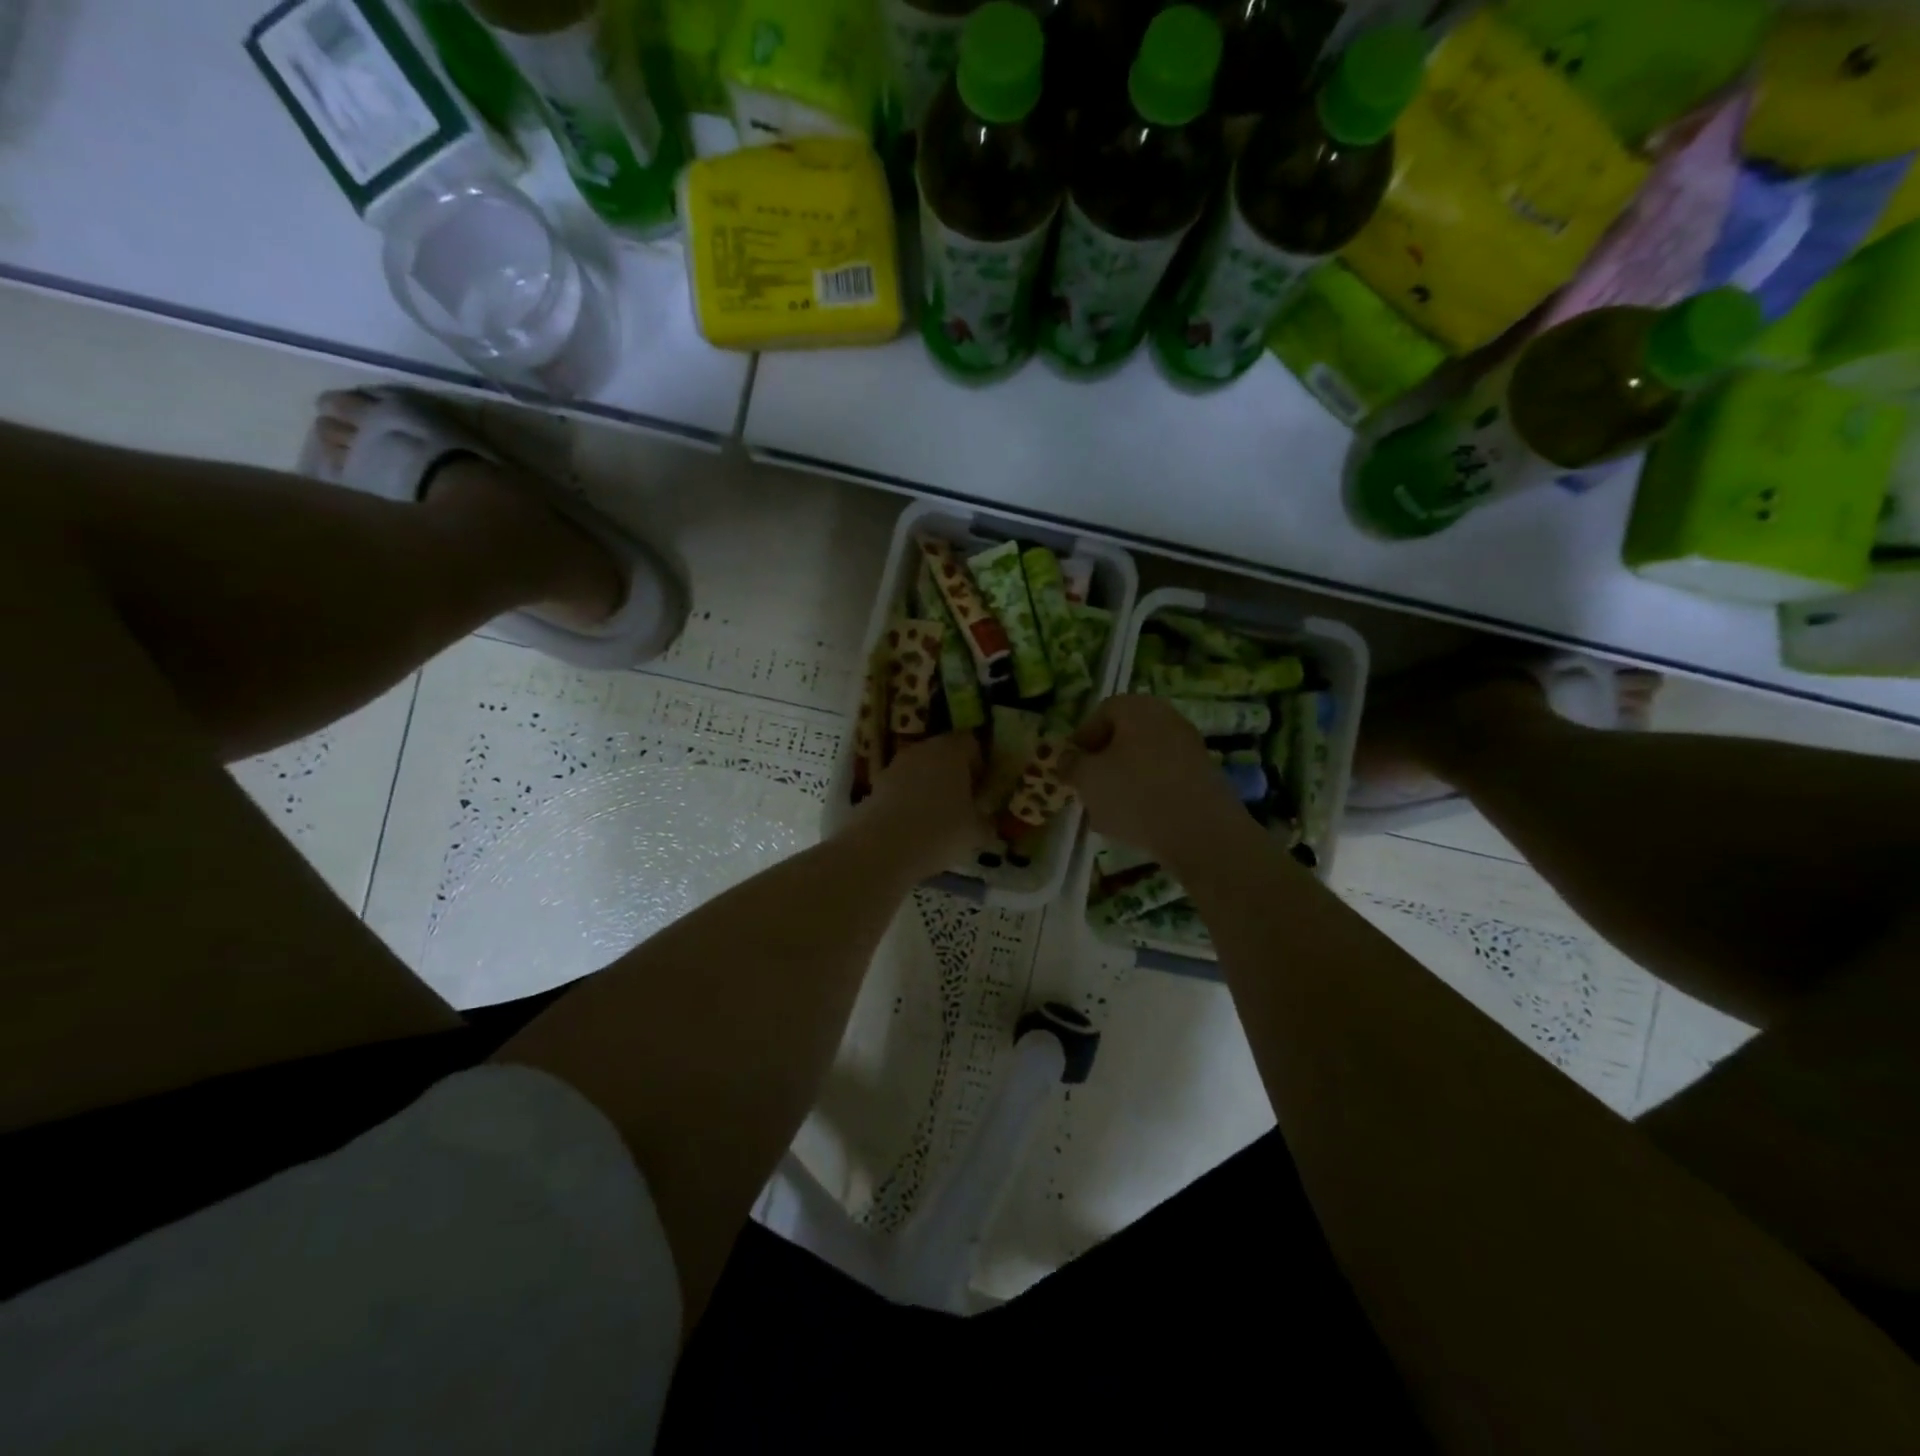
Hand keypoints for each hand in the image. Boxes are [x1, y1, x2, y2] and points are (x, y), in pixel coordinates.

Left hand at [855, 732, 990, 879]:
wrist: (883, 849)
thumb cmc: (941, 832)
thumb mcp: (977, 832)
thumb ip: (986, 821)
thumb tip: (986, 820)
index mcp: (952, 750)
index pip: (971, 742)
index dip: (979, 763)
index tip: (982, 787)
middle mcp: (923, 749)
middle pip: (943, 752)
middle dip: (954, 773)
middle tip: (963, 802)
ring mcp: (895, 766)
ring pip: (920, 769)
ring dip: (929, 786)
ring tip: (938, 817)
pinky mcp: (875, 786)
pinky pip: (900, 787)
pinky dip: (908, 800)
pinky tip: (914, 825)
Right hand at [1068, 696, 1242, 866]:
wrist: (1201, 832)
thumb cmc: (1135, 795)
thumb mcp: (1088, 779)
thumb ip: (1071, 765)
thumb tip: (1068, 758)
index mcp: (1138, 708)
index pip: (1101, 713)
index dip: (1082, 739)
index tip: (1071, 767)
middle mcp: (1167, 718)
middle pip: (1124, 737)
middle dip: (1103, 763)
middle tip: (1088, 790)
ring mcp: (1190, 747)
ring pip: (1143, 761)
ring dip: (1123, 783)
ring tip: (1108, 814)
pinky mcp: (1204, 777)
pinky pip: (1164, 780)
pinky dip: (1148, 796)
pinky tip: (1137, 824)